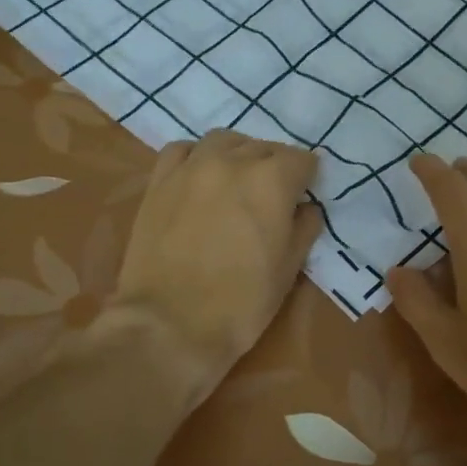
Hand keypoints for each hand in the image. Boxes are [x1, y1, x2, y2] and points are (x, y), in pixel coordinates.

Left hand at [109, 130, 321, 386]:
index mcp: (271, 181)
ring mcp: (191, 168)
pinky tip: (200, 177)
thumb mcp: (288, 270)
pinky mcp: (159, 182)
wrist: (170, 325)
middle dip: (276, 166)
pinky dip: (197, 157)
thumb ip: (304, 228)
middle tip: (274, 194)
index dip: (308, 178)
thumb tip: (305, 208)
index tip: (305, 195)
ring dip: (238, 154)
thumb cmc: (241, 303)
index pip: (301, 160)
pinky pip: (182, 151)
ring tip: (238, 179)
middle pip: (264, 148)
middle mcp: (232, 162)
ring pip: (223, 141)